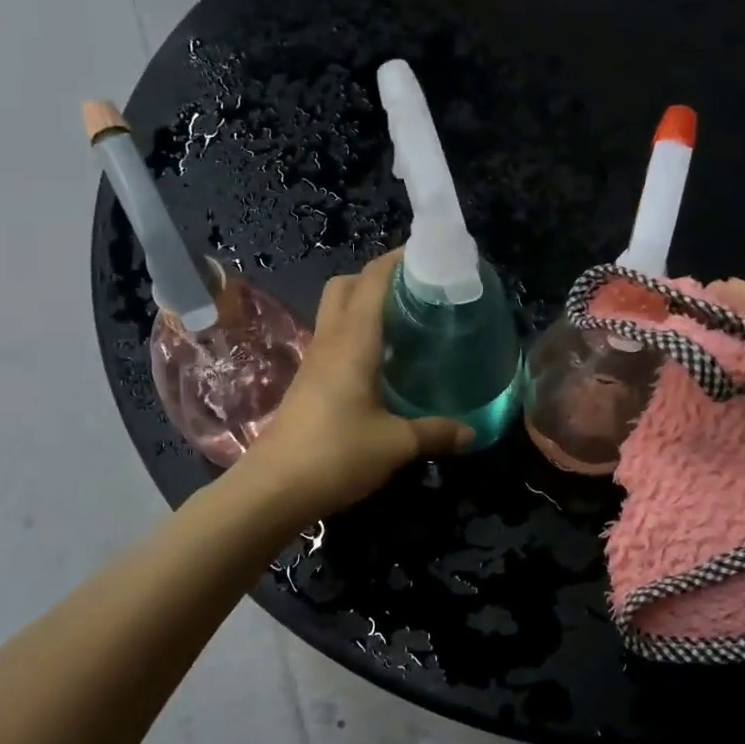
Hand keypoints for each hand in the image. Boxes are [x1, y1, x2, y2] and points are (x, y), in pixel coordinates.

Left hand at [231, 250, 472, 524]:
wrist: (273, 488)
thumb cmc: (336, 455)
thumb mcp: (395, 445)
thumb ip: (434, 433)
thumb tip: (471, 432)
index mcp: (353, 342)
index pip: (372, 281)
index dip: (397, 260)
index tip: (429, 254)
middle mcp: (331, 342)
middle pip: (347, 286)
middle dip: (378, 277)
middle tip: (416, 292)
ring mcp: (315, 361)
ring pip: (337, 312)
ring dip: (366, 305)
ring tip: (406, 322)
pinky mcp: (309, 382)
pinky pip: (335, 340)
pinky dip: (358, 334)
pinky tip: (383, 362)